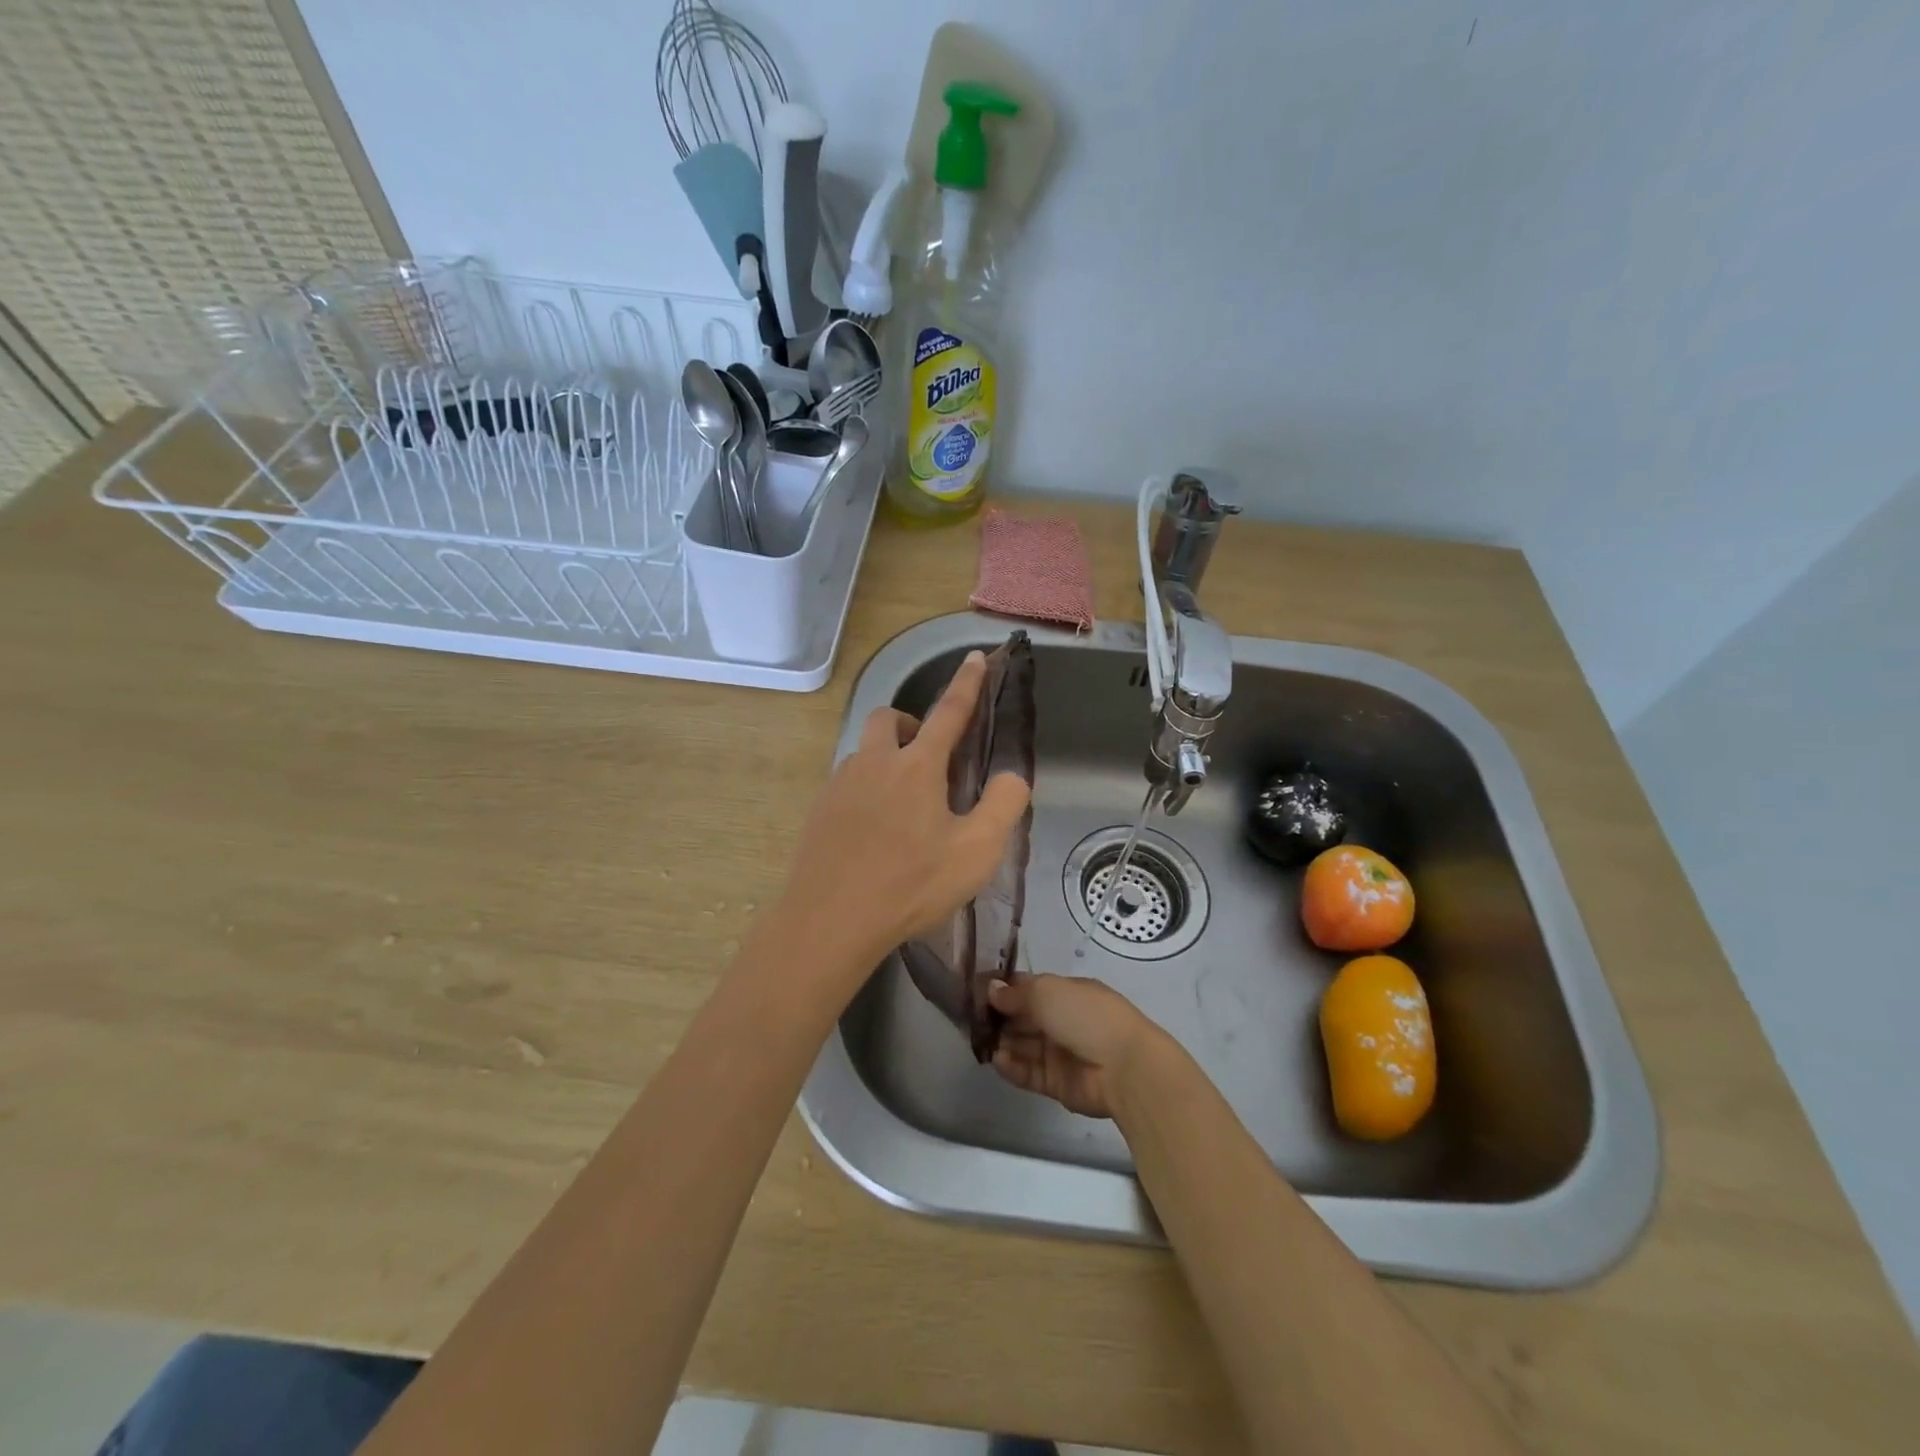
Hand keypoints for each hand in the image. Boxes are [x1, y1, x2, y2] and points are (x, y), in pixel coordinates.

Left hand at [773, 650, 1030, 987]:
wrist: (830, 920)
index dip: (967, 684)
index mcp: (917, 766)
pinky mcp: (818, 811)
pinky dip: (866, 791)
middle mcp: (874, 763)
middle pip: (889, 719)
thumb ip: (1003, 806)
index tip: (976, 657)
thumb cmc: (910, 885)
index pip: (948, 712)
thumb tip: (1010, 777)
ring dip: (887, 761)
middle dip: (911, 726)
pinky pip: (846, 783)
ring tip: (904, 808)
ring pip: (865, 752)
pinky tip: (874, 833)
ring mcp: (839, 785)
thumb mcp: (976, 852)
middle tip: (929, 762)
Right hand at [988, 974, 1167, 1119]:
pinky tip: (997, 1060)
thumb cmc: (1086, 1016)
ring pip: (1023, 1045)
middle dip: (998, 1017)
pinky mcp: (1057, 1083)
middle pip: (1023, 1018)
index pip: (1029, 988)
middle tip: (970, 1019)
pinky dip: (1012, 1067)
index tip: (976, 991)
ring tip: (979, 1041)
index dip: (1004, 989)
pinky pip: (1029, 1072)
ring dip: (1002, 1042)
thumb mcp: (1047, 992)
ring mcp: (1060, 1053)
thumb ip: (1016, 993)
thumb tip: (991, 989)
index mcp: (1066, 993)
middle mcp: (1062, 1020)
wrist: (1124, 1067)